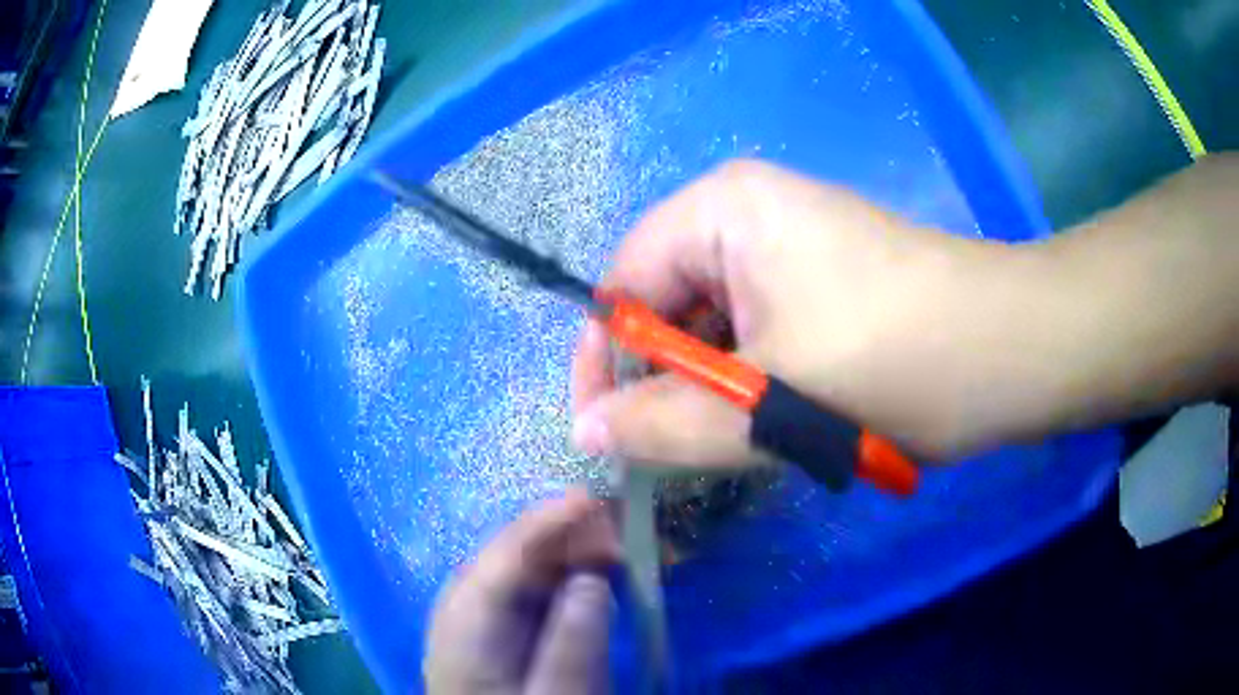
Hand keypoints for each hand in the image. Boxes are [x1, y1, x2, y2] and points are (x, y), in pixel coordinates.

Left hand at [425, 491, 619, 693]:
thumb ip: (575, 639)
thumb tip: (593, 576)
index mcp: (465, 625)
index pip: (503, 558)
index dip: (546, 523)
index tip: (593, 498)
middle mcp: (461, 611)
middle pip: (509, 558)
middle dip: (561, 534)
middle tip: (617, 521)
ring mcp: (475, 622)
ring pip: (519, 572)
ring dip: (565, 554)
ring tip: (614, 544)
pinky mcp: (494, 635)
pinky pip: (526, 594)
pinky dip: (560, 581)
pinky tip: (590, 578)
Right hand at [572, 159, 1050, 465]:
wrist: (1012, 353)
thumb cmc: (900, 359)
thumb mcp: (773, 404)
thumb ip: (667, 424)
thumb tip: (585, 436)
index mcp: (722, 211)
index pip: (621, 283)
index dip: (604, 360)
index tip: (605, 435)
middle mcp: (746, 218)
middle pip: (666, 307)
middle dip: (663, 382)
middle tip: (672, 455)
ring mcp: (788, 253)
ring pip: (714, 332)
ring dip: (713, 393)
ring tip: (734, 444)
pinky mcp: (820, 290)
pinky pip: (755, 339)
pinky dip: (752, 388)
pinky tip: (774, 424)